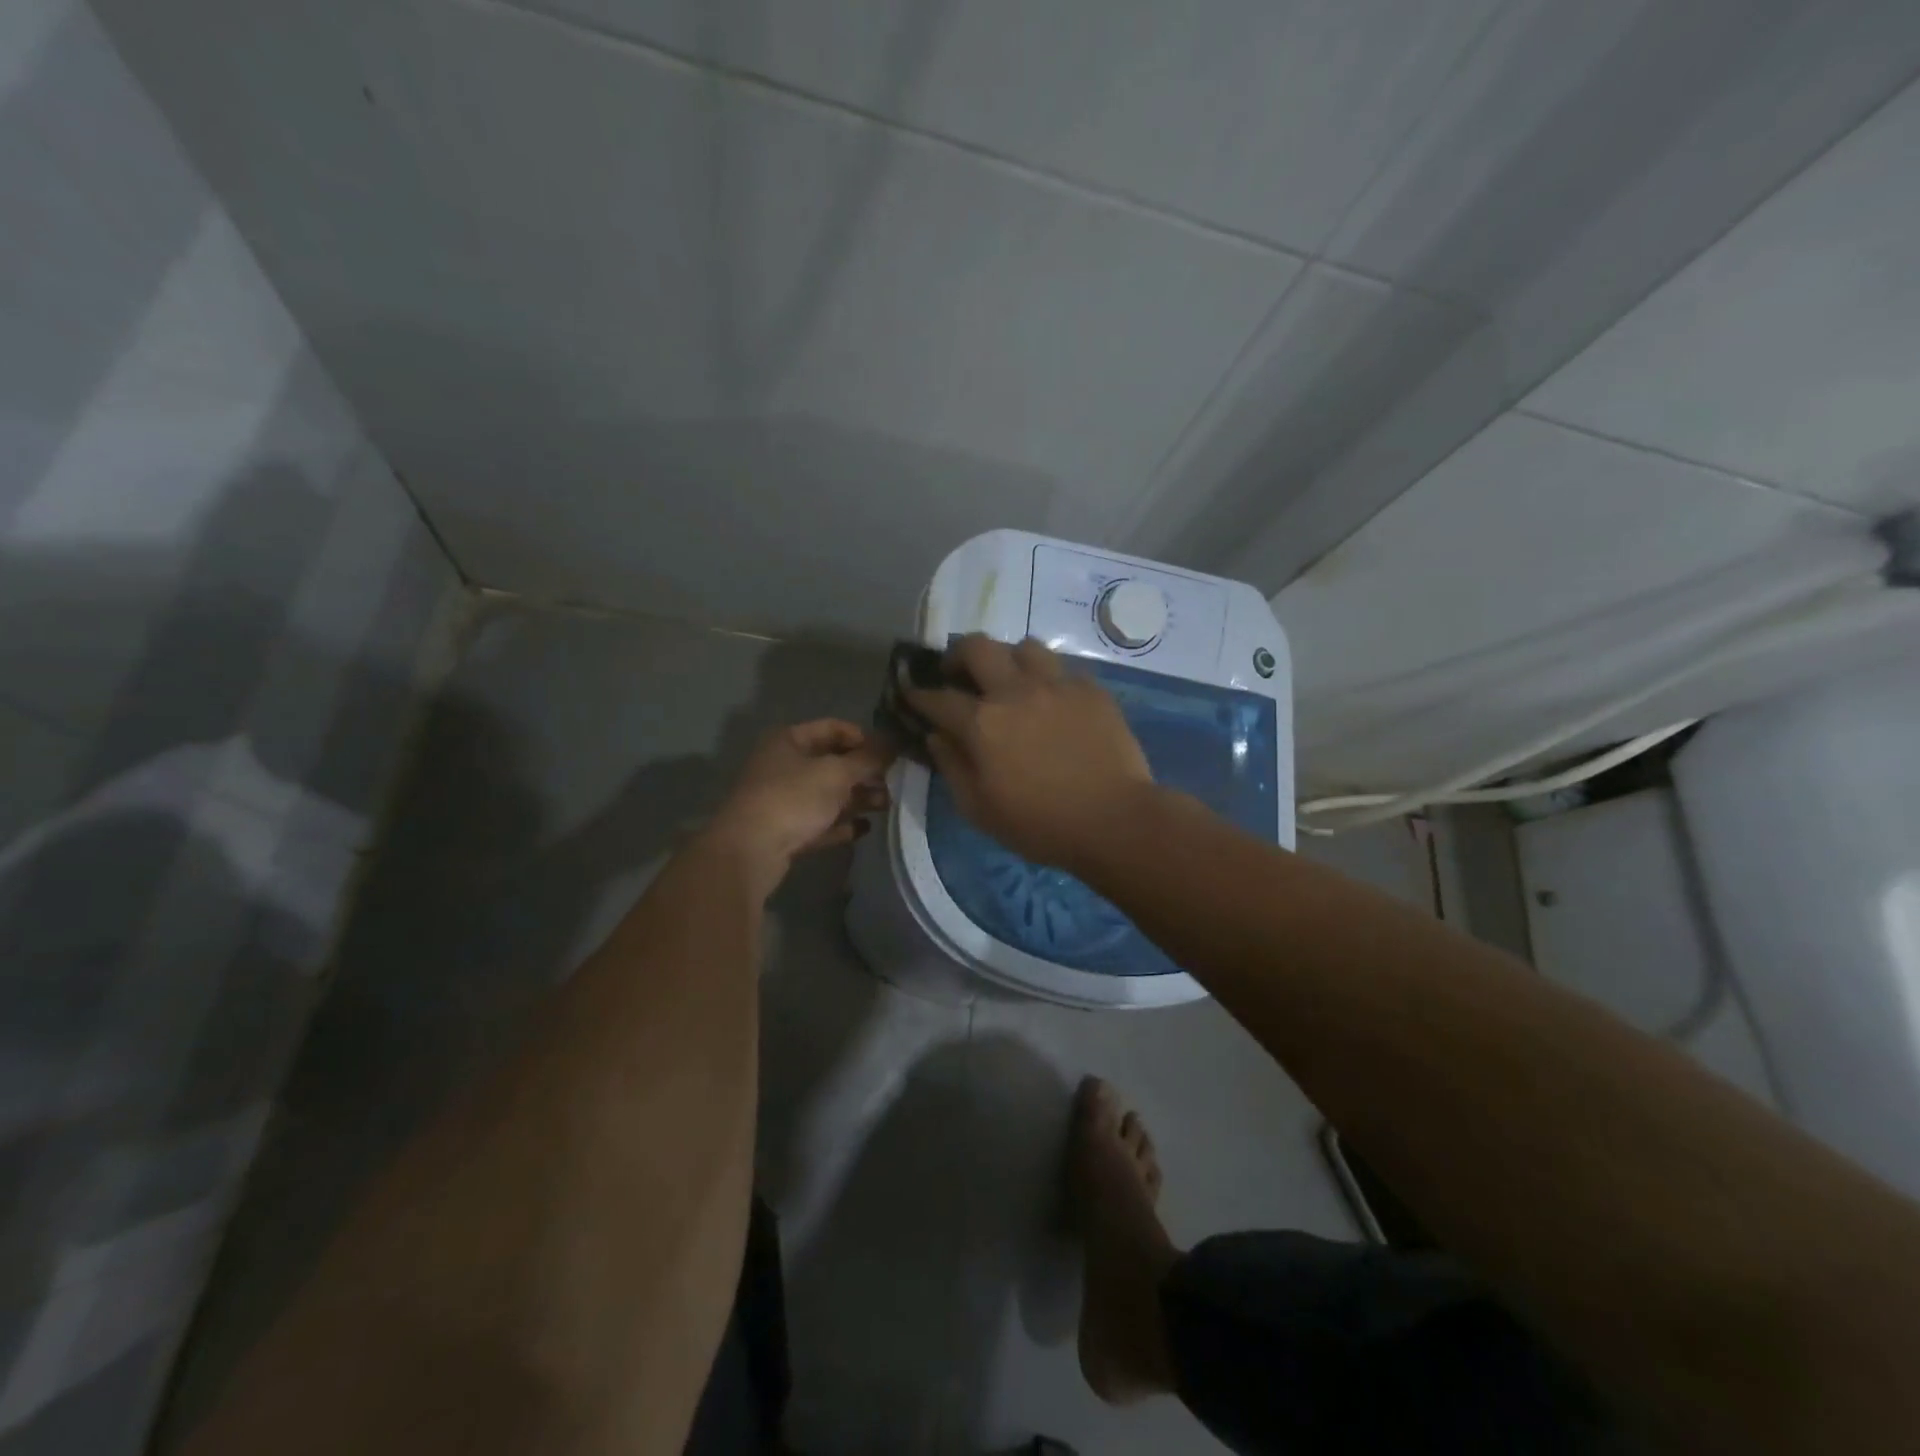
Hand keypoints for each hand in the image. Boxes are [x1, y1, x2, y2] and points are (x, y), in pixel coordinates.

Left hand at [705, 720, 892, 897]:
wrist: (749, 851)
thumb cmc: (792, 798)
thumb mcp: (836, 773)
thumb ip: (868, 759)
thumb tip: (894, 743)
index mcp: (788, 740)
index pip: (833, 728)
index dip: (863, 738)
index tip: (888, 754)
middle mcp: (783, 765)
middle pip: (832, 763)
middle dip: (864, 773)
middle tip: (893, 783)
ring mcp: (782, 800)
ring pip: (828, 794)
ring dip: (857, 798)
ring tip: (886, 806)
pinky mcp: (785, 831)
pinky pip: (820, 822)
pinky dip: (841, 824)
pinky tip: (865, 829)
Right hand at [905, 635, 1151, 870]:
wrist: (1115, 820)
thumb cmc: (1040, 824)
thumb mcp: (979, 809)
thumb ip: (952, 766)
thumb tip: (936, 736)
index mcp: (982, 722)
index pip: (938, 697)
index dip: (918, 694)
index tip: (911, 693)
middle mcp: (1016, 691)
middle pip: (977, 647)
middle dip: (958, 655)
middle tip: (958, 673)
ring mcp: (1057, 685)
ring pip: (1024, 646)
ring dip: (1008, 659)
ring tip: (1010, 679)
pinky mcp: (1091, 689)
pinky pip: (1062, 668)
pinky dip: (1048, 678)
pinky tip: (1051, 699)